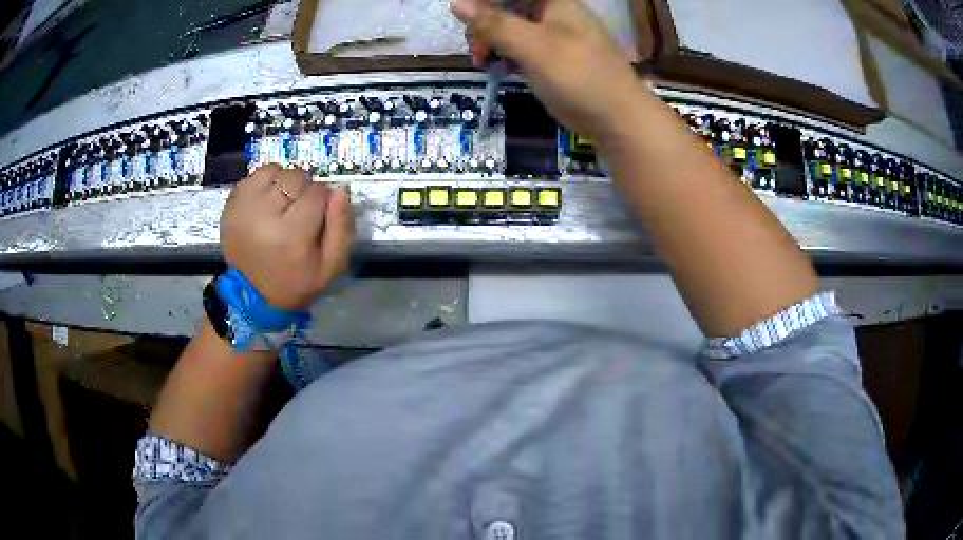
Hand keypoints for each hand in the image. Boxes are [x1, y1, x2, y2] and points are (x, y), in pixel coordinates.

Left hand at [220, 165, 354, 310]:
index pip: (317, 192)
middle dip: (303, 190)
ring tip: (282, 204)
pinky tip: (266, 202)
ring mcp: (244, 207)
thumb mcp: (330, 266)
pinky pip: (253, 176)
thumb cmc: (295, 283)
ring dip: (283, 183)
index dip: (323, 201)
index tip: (318, 217)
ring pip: (274, 171)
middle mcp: (264, 215)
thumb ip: (341, 227)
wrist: (251, 296)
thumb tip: (340, 189)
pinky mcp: (231, 204)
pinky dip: (264, 183)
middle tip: (299, 212)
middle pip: (295, 177)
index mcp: (291, 234)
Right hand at [451, 0, 643, 144]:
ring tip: (483, 61)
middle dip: (484, 23)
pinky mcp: (550, 57)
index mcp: (553, 1)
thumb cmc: (579, 76)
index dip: (483, 2)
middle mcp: (552, 12)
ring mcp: (551, 35)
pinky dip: (504, 54)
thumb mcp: (533, 47)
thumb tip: (457, 4)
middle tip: (476, 48)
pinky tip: (497, 67)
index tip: (466, 20)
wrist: (617, 119)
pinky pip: (518, 46)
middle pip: (506, 6)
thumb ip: (495, 24)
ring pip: (509, 27)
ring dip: (490, 40)